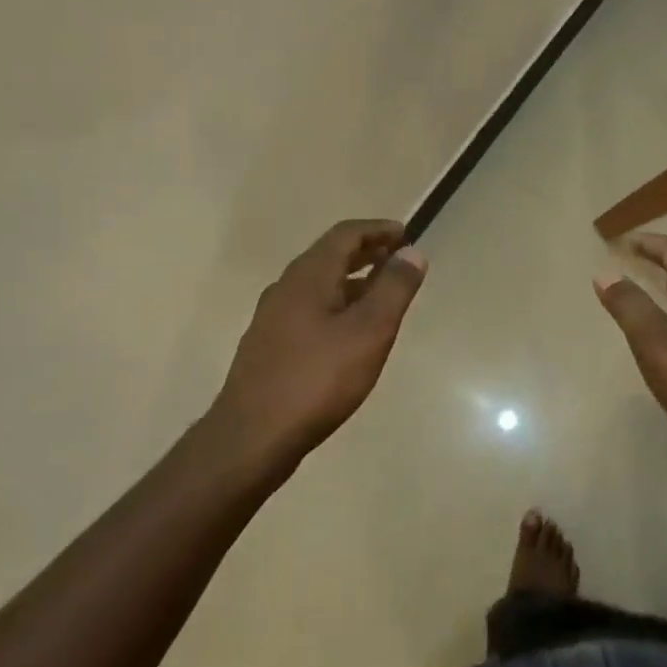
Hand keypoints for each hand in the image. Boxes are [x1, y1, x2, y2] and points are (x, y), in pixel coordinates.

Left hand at [209, 218, 427, 472]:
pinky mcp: (270, 346)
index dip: (377, 229)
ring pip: (319, 285)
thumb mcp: (369, 332)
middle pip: (329, 257)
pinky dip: (337, 305)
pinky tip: (350, 333)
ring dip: (352, 280)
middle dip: (366, 252)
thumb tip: (413, 253)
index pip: (345, 235)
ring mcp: (273, 318)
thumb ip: (393, 289)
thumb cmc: (318, 379)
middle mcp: (286, 288)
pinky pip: (310, 309)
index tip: (406, 234)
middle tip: (398, 258)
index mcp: (308, 276)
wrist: (253, 436)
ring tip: (382, 293)